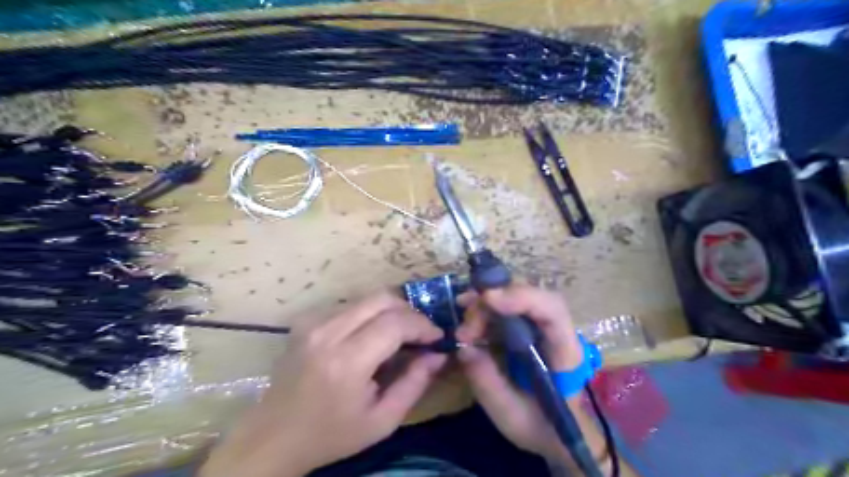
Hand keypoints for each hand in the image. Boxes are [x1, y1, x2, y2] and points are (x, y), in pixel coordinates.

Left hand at [200, 290, 445, 476]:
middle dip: (409, 311)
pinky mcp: (305, 321)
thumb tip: (439, 354)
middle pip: (382, 298)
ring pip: (366, 298)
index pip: (395, 323)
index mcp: (347, 361)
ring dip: (390, 311)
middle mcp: (327, 332)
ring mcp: (313, 322)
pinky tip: (372, 336)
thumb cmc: (331, 435)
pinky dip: (369, 314)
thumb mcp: (382, 421)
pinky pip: (349, 305)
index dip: (422, 325)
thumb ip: (415, 384)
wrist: (273, 437)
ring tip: (400, 335)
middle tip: (421, 333)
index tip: (437, 337)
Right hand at [458, 286, 583, 464]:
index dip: (522, 297)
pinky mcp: (528, 327)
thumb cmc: (542, 427)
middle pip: (529, 296)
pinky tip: (467, 316)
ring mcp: (542, 326)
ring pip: (516, 296)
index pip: (552, 310)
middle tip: (465, 329)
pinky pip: (508, 306)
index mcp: (564, 353)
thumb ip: (488, 383)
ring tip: (463, 326)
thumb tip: (463, 348)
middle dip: (492, 303)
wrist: (560, 433)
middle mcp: (557, 330)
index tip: (488, 299)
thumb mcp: (511, 415)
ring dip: (485, 305)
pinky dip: (485, 308)